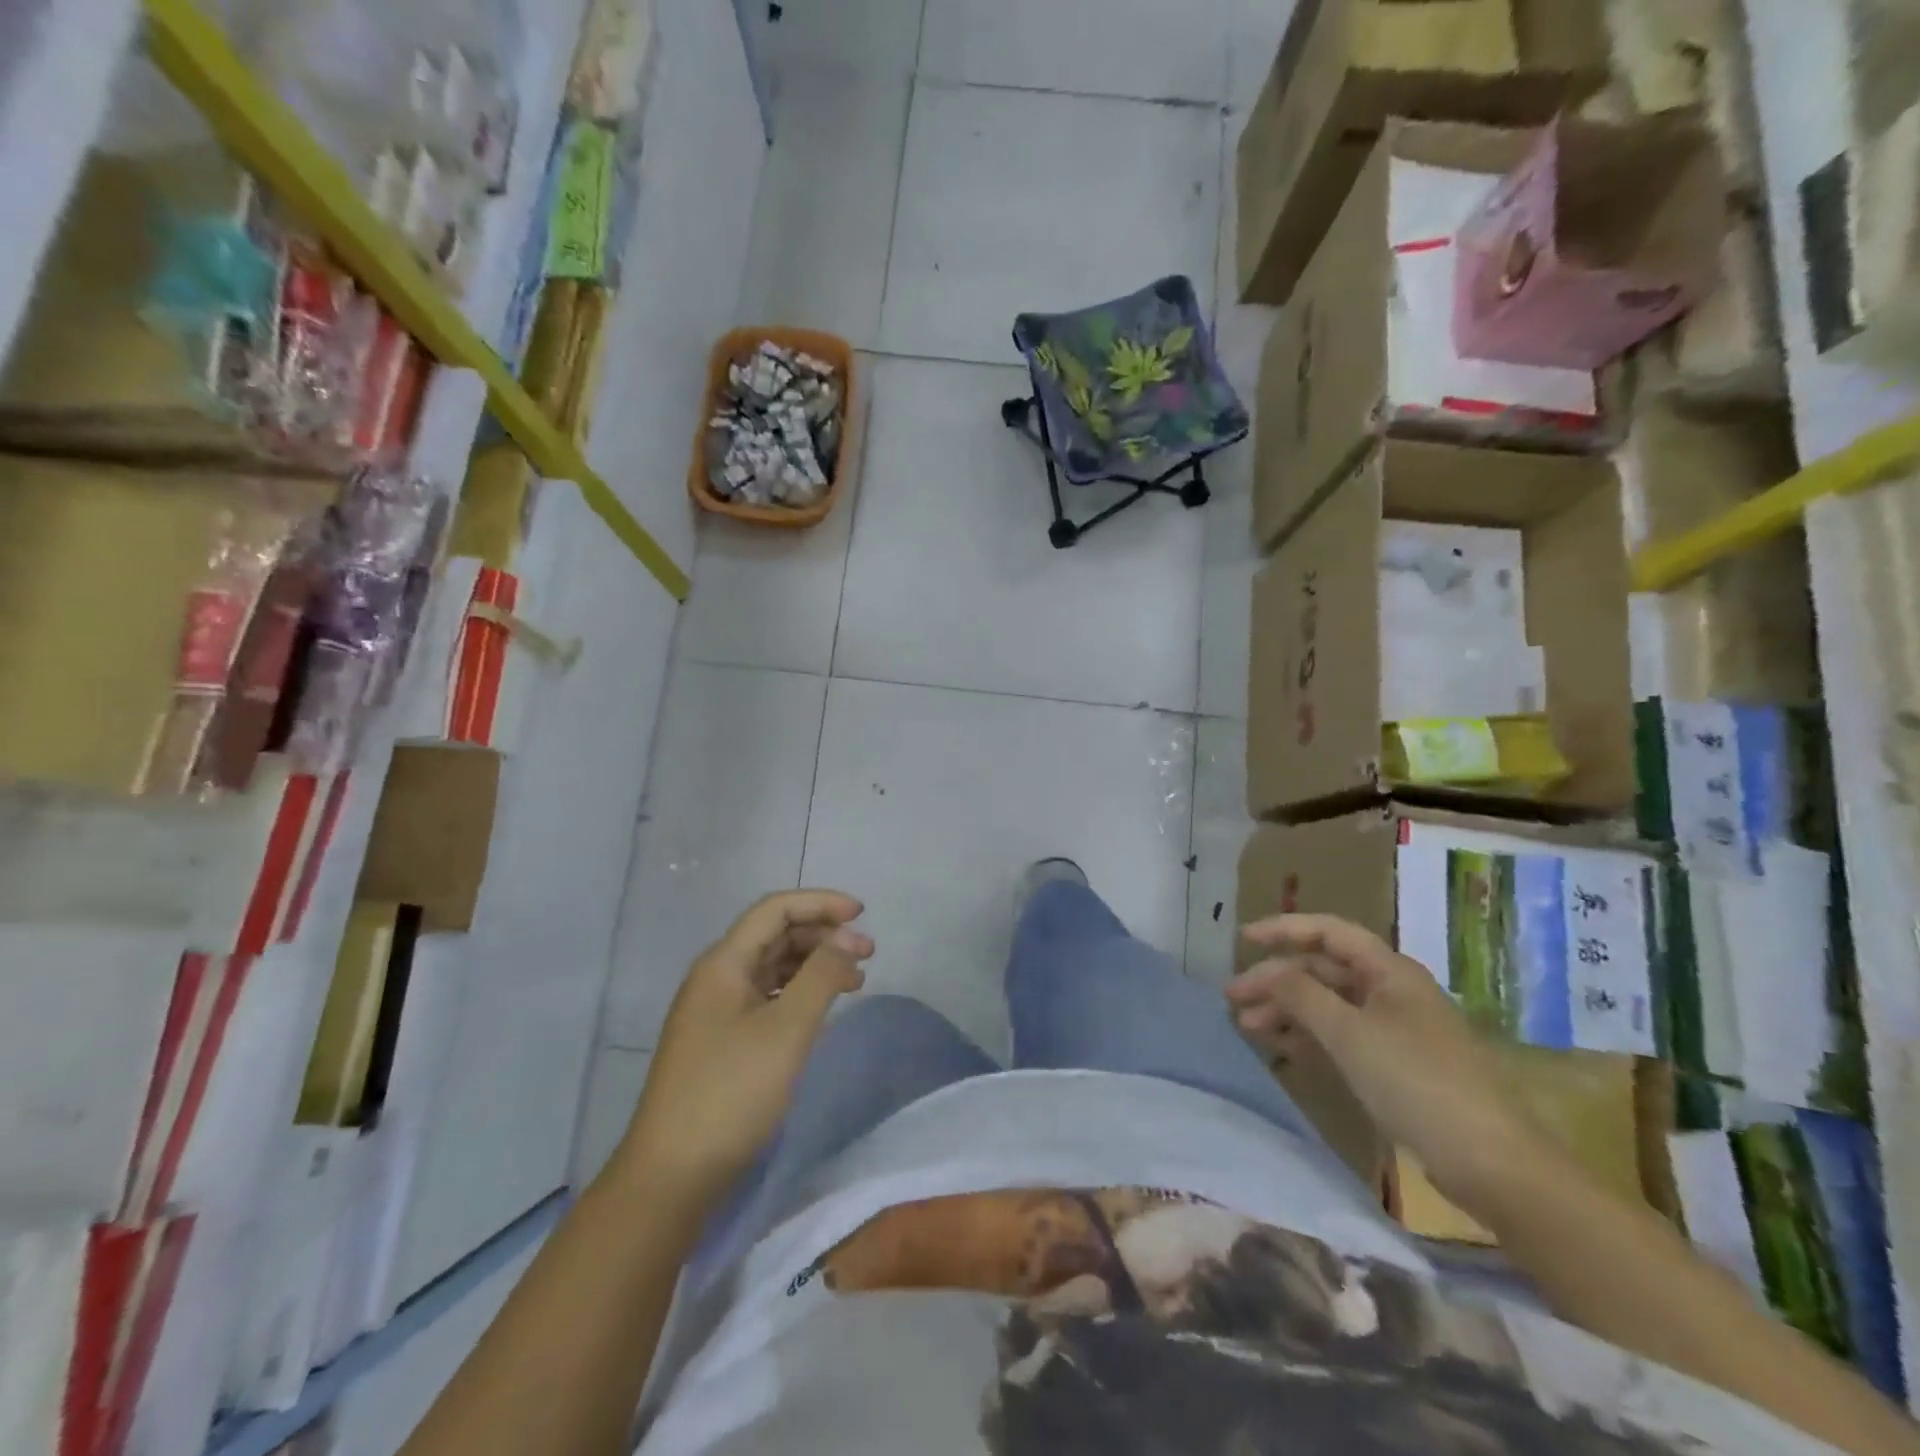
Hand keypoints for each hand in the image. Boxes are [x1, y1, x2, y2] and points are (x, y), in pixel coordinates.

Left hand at [617, 891, 872, 1206]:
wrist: (672, 1175)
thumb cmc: (731, 1093)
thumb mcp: (787, 1030)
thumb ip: (822, 975)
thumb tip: (849, 936)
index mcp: (723, 963)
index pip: (775, 910)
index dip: (820, 903)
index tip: (862, 914)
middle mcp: (717, 978)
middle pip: (775, 935)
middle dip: (823, 936)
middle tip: (868, 954)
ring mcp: (716, 1011)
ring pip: (773, 967)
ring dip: (814, 964)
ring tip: (855, 981)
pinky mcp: (722, 1041)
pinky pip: (767, 997)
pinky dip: (800, 993)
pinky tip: (822, 1009)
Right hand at [1228, 914, 1559, 1214]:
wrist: (1491, 1163)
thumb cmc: (1416, 1082)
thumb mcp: (1349, 1033)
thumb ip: (1300, 994)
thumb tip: (1266, 971)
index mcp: (1389, 971)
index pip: (1328, 932)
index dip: (1283, 929)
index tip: (1242, 940)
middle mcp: (1391, 990)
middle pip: (1323, 970)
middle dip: (1277, 980)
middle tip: (1234, 998)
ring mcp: (1395, 1028)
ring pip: (1329, 1004)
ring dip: (1287, 1010)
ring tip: (1247, 1027)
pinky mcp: (1395, 1064)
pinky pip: (1341, 1035)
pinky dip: (1309, 1036)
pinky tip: (1281, 1048)